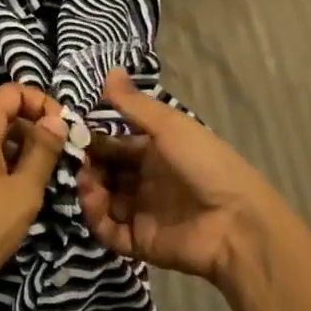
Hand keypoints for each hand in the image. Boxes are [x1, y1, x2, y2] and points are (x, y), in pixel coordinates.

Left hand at [0, 83, 67, 309]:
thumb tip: (57, 118)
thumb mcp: (24, 191)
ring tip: (45, 173)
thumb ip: (42, 150)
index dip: (40, 101)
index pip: (10, 92)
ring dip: (20, 145)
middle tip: (61, 153)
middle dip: (33, 125)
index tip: (63, 127)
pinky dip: (2, 158)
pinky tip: (19, 186)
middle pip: (0, 111)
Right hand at [77, 70, 288, 288]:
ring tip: (84, 179)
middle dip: (88, 165)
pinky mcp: (139, 241)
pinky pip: (108, 230)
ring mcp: (141, 212)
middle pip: (105, 173)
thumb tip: (109, 68)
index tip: (73, 132)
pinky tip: (92, 199)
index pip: (114, 145)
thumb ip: (134, 104)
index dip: (94, 140)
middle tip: (74, 158)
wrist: (237, 222)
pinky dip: (95, 216)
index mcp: (154, 152)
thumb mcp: (169, 126)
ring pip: (102, 200)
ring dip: (88, 188)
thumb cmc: (204, 163)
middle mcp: (145, 181)